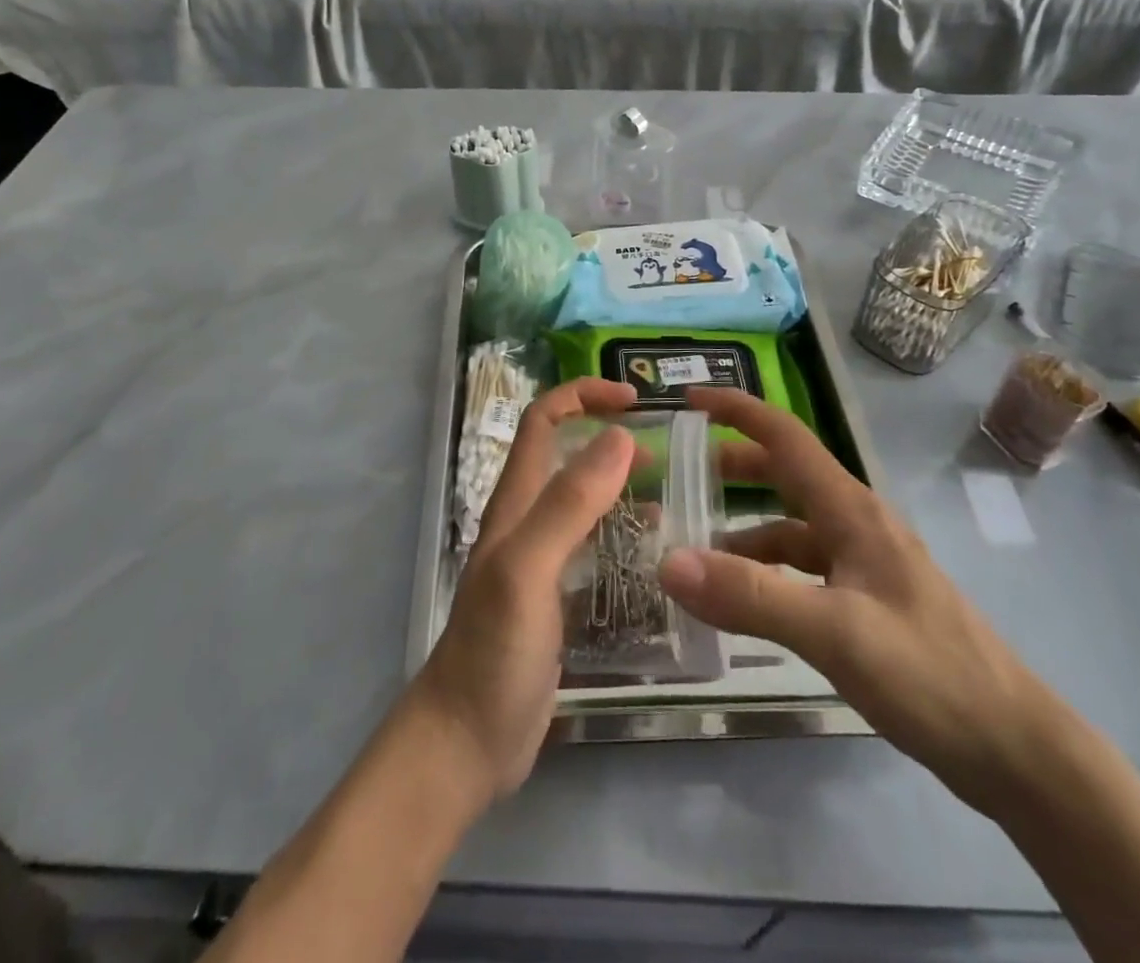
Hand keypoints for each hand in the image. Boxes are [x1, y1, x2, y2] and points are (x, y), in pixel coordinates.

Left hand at [409, 378, 637, 801]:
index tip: (634, 399)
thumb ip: (569, 504)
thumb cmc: (493, 652)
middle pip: (566, 455)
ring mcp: (542, 560)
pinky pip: (594, 547)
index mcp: (516, 503)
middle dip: (608, 434)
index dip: (582, 395)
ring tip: (673, 489)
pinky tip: (657, 551)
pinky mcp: (557, 597)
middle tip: (666, 447)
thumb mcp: (528, 569)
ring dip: (621, 482)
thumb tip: (617, 436)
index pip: (543, 421)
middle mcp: (527, 520)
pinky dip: (624, 532)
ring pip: (583, 500)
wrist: (466, 742)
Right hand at [658, 388, 1056, 813]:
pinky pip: (802, 570)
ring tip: (695, 550)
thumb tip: (668, 562)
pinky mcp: (866, 602)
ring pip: (791, 527)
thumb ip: (751, 597)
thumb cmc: (930, 674)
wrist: (1015, 750)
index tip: (690, 400)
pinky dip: (766, 573)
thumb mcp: (834, 633)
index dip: (738, 410)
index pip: (786, 436)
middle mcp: (856, 525)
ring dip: (743, 529)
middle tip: (681, 474)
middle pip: (786, 475)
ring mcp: (864, 564)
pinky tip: (743, 602)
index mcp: (851, 510)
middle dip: (734, 466)